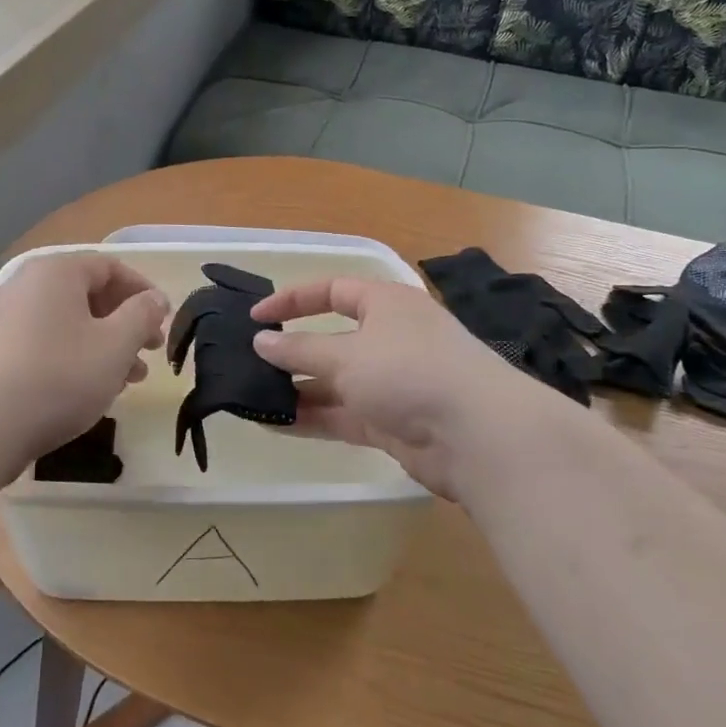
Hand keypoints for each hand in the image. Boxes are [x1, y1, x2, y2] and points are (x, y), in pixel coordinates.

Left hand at [0, 253, 169, 464]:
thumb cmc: (59, 376)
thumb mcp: (116, 345)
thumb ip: (142, 315)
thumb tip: (155, 298)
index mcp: (56, 272)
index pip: (110, 267)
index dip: (143, 291)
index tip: (164, 321)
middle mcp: (26, 285)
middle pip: (88, 295)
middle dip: (125, 323)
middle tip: (149, 353)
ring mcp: (4, 318)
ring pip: (68, 323)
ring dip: (104, 345)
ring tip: (128, 380)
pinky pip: (45, 343)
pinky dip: (73, 357)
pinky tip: (89, 389)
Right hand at [250, 277, 580, 496]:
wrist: (477, 435)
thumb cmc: (408, 371)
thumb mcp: (346, 354)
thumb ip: (299, 348)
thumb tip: (261, 341)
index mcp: (385, 304)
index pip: (332, 290)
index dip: (293, 300)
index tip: (256, 317)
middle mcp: (389, 338)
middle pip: (331, 339)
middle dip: (291, 352)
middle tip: (248, 364)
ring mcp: (392, 382)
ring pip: (335, 381)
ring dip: (297, 389)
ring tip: (253, 398)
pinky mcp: (391, 422)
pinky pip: (343, 415)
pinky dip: (312, 418)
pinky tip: (274, 424)